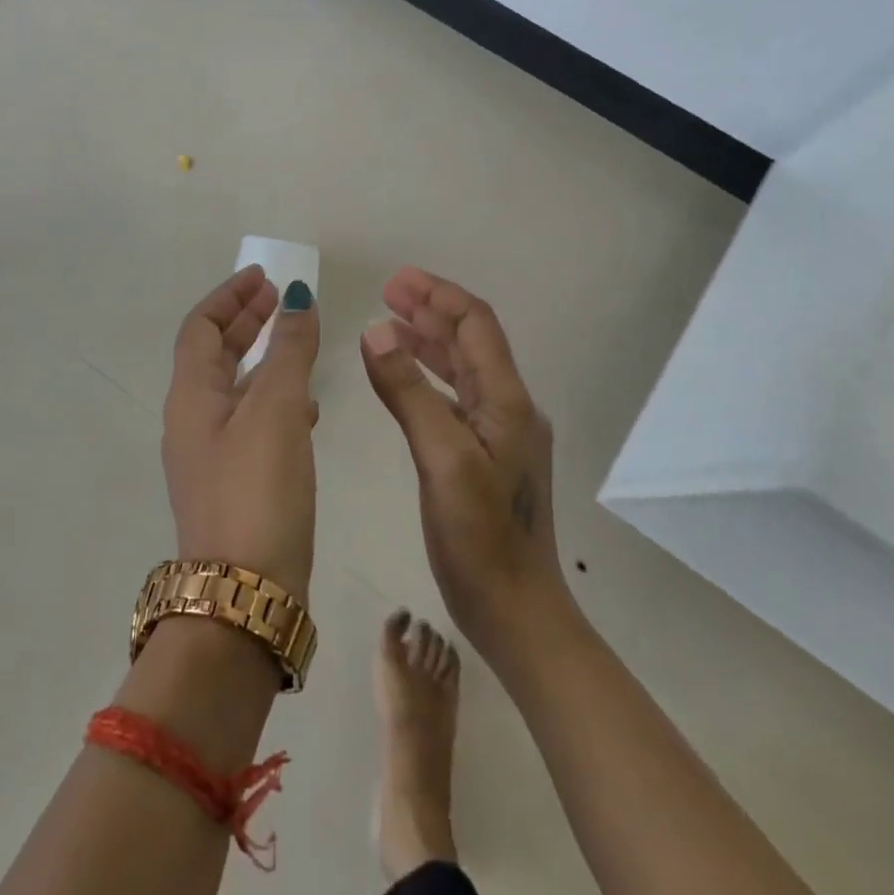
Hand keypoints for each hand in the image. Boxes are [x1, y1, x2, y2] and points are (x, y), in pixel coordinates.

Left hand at [161, 266, 320, 600]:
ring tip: (300, 344)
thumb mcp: (277, 408)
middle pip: (215, 353)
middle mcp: (192, 421)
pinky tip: (308, 409)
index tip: (265, 278)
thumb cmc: (257, 488)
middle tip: (282, 300)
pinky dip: (275, 398)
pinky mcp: (235, 483)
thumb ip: (290, 350)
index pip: (201, 327)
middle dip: (247, 321)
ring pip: (235, 387)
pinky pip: (251, 420)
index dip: (230, 296)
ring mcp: (211, 455)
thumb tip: (298, 297)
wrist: (245, 594)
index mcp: (191, 396)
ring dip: (263, 358)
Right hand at [361, 266, 570, 655]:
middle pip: (470, 341)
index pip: (476, 325)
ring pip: (461, 369)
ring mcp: (499, 434)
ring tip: (390, 323)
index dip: (438, 296)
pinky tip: (402, 380)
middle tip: (388, 293)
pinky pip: (454, 399)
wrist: (518, 614)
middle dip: (431, 311)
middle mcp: (508, 408)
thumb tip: (375, 330)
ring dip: (428, 341)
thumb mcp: (442, 459)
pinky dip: (427, 378)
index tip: (397, 280)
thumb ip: (409, 392)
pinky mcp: (485, 457)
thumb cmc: (482, 539)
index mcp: (507, 401)